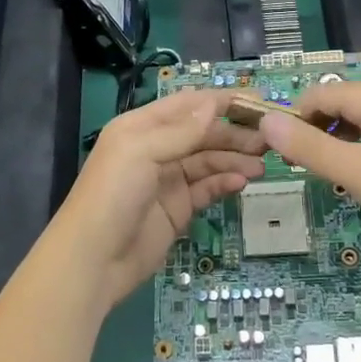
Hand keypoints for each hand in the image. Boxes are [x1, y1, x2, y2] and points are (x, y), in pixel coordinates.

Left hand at [52, 90, 265, 311]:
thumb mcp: (142, 152)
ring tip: (262, 164)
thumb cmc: (112, 194)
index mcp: (142, 126)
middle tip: (268, 139)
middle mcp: (156, 148)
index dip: (220, 101)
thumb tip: (214, 104)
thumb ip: (181, 130)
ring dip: (234, 159)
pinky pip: (206, 188)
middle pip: (202, 133)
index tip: (256, 101)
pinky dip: (224, 183)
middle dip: (234, 133)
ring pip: (208, 161)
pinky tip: (242, 183)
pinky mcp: (177, 209)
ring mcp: (168, 180)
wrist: (93, 260)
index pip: (187, 104)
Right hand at [258, 80, 360, 242]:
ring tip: (330, 176)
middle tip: (304, 170)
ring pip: (352, 121)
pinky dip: (355, 150)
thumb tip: (265, 121)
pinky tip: (358, 177)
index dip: (292, 121)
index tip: (280, 155)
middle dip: (313, 132)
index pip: (314, 95)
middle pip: (333, 105)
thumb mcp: (353, 170)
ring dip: (333, 143)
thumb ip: (307, 145)